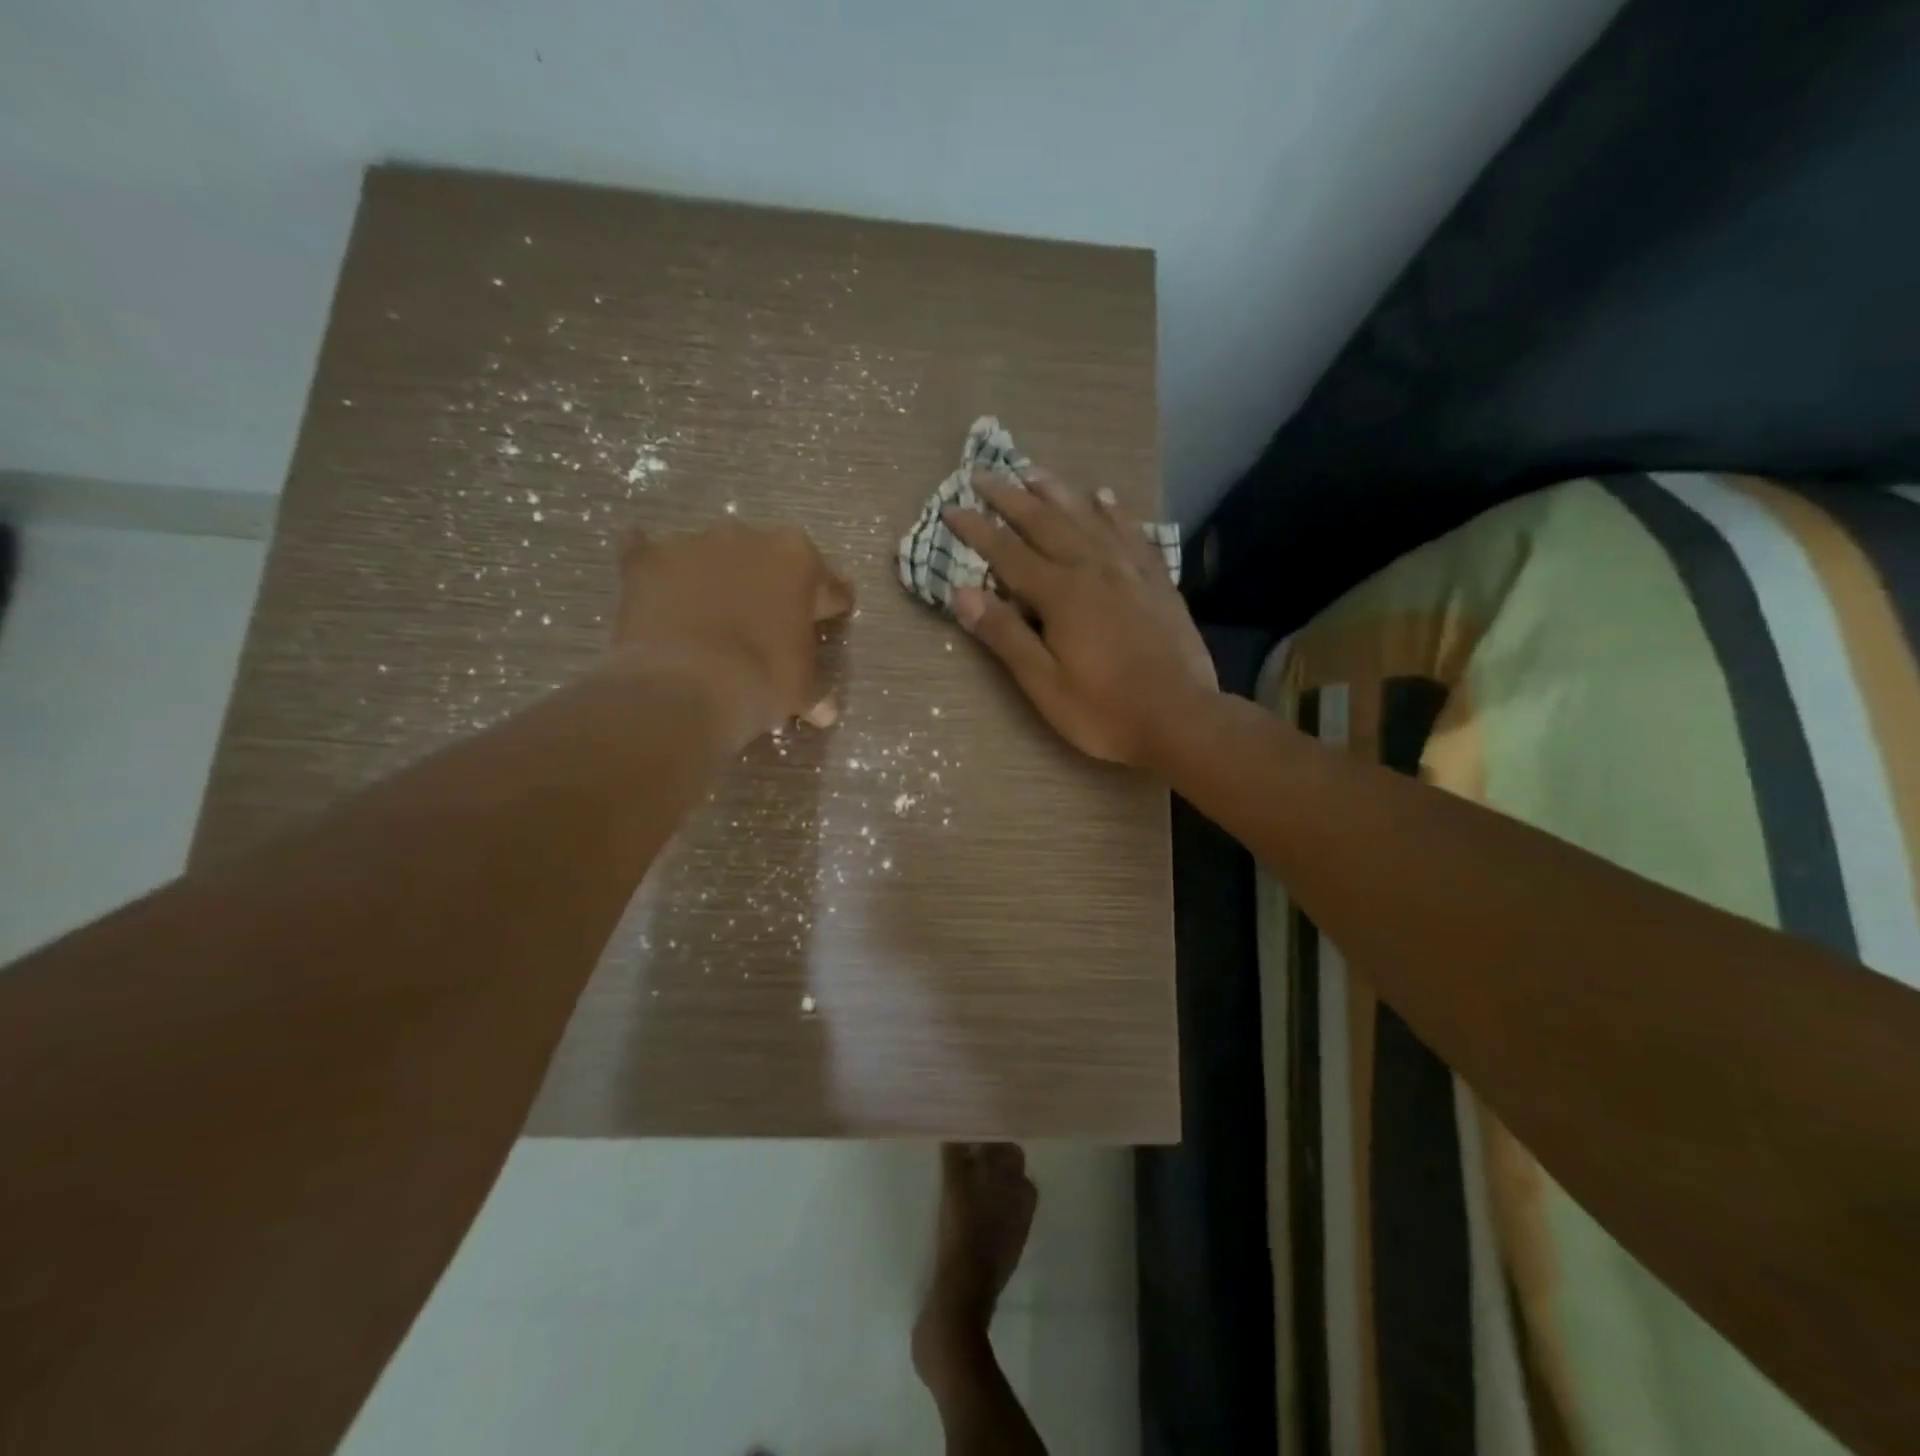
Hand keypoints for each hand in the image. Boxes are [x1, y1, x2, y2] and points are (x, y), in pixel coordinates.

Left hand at [612, 522, 853, 747]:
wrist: (686, 687)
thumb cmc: (762, 681)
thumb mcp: (801, 690)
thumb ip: (815, 690)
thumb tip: (825, 711)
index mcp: (798, 559)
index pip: (826, 583)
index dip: (827, 605)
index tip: (826, 620)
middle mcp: (748, 537)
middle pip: (766, 559)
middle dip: (767, 585)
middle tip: (765, 622)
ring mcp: (693, 543)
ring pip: (711, 556)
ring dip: (714, 577)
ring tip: (709, 616)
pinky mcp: (646, 559)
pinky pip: (648, 553)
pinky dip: (653, 567)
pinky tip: (656, 589)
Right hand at [944, 469, 1216, 766]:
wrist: (1181, 718)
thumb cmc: (1104, 711)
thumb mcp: (1044, 684)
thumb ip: (1005, 636)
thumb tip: (961, 593)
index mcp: (1061, 594)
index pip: (1008, 553)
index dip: (977, 530)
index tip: (951, 508)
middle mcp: (1093, 569)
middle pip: (1046, 523)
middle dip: (1011, 498)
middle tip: (984, 474)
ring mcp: (1130, 572)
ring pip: (1087, 519)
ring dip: (1058, 493)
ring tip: (1034, 471)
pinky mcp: (1157, 582)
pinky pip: (1132, 535)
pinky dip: (1115, 513)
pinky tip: (1105, 498)